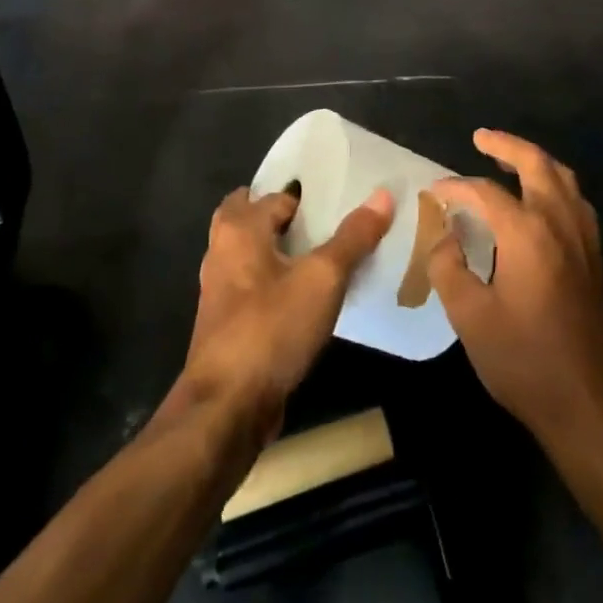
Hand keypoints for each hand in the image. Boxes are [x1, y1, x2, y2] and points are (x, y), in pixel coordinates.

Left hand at [180, 186, 393, 435]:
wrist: (227, 408)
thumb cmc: (271, 329)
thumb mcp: (323, 279)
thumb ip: (352, 237)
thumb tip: (382, 195)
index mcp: (240, 229)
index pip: (276, 196)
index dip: (309, 197)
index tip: (342, 199)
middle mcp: (222, 251)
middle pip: (252, 217)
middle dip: (284, 216)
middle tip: (327, 222)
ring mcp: (221, 290)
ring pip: (252, 253)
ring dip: (281, 249)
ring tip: (326, 255)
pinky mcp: (227, 323)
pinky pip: (255, 286)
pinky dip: (277, 281)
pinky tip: (308, 297)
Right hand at [428, 131, 602, 450]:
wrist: (591, 406)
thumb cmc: (525, 362)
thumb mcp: (471, 318)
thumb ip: (448, 267)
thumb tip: (441, 235)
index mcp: (527, 233)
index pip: (485, 192)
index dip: (455, 188)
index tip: (433, 192)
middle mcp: (560, 223)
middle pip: (536, 164)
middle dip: (507, 145)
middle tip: (481, 137)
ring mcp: (584, 239)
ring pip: (563, 178)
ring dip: (535, 160)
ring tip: (510, 159)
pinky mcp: (595, 258)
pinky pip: (576, 201)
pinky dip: (555, 185)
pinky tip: (542, 201)